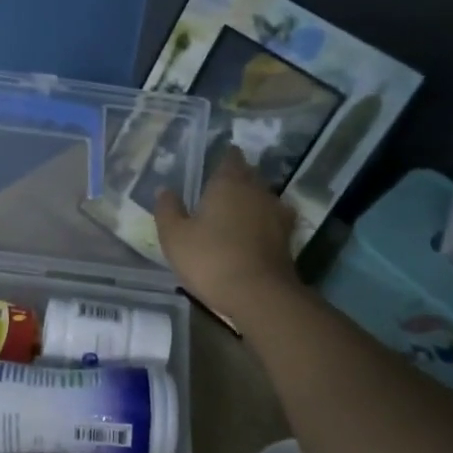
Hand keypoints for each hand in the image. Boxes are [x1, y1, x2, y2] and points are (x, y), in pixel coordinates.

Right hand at [154, 154, 302, 329]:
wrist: (258, 294)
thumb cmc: (210, 259)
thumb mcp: (175, 237)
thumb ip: (168, 210)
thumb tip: (165, 190)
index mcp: (229, 183)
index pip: (230, 157)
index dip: (224, 159)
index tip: (214, 166)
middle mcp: (257, 190)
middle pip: (249, 175)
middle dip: (237, 180)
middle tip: (219, 192)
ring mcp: (277, 213)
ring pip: (263, 197)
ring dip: (251, 202)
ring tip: (235, 214)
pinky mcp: (287, 237)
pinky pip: (273, 221)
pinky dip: (263, 223)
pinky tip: (253, 234)